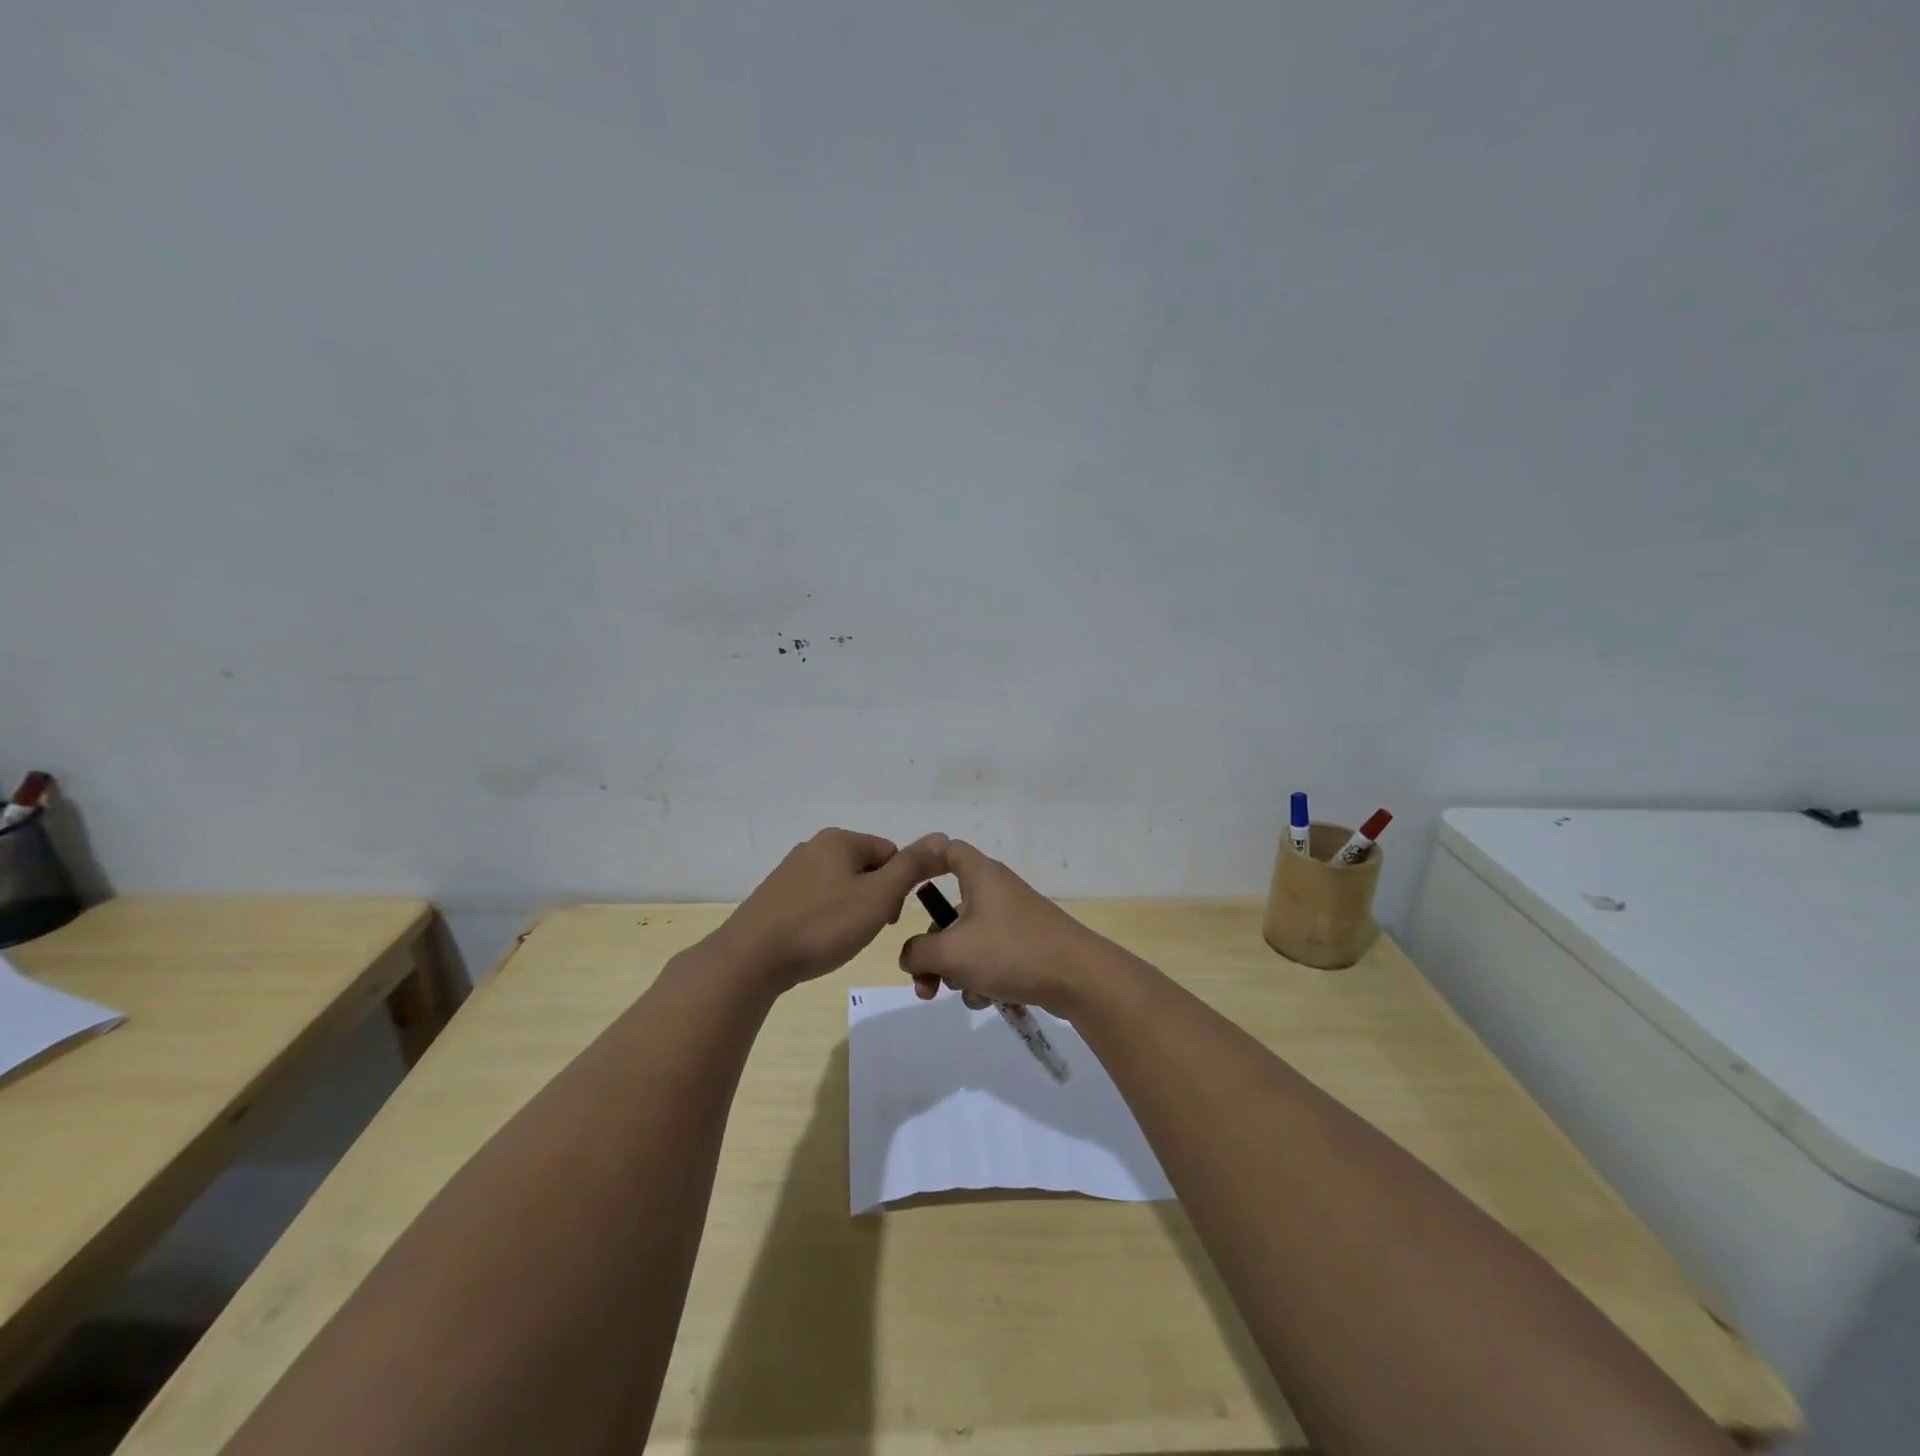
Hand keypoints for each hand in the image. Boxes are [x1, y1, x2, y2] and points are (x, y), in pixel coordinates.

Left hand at [713, 828, 948, 991]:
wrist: (751, 959)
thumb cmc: (822, 925)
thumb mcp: (878, 897)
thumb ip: (912, 866)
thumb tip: (943, 837)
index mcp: (840, 840)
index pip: (891, 853)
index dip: (899, 887)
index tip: (887, 918)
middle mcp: (814, 846)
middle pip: (867, 868)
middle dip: (875, 899)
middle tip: (865, 931)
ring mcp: (791, 871)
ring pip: (842, 886)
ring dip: (851, 911)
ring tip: (841, 940)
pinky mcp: (776, 896)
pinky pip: (817, 901)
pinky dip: (826, 919)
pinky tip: (818, 941)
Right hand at [897, 840, 1109, 1014]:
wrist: (1079, 978)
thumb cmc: (1010, 951)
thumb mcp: (952, 952)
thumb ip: (918, 952)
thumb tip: (910, 956)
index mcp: (980, 875)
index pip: (946, 850)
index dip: (923, 861)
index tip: (905, 886)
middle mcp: (996, 891)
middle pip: (950, 912)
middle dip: (933, 951)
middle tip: (926, 982)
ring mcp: (1013, 919)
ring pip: (969, 941)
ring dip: (958, 971)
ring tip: (966, 993)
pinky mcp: (1027, 946)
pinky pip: (991, 958)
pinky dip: (983, 978)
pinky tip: (989, 999)